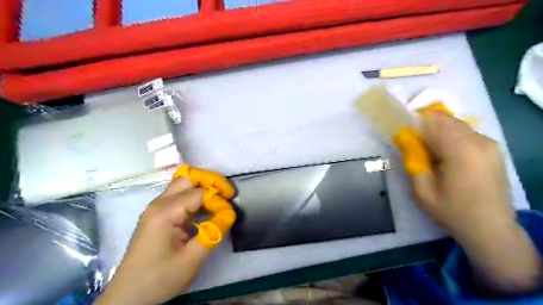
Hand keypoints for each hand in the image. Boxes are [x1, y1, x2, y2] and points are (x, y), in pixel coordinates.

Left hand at [95, 173, 232, 303]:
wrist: (129, 295)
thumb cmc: (159, 278)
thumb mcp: (192, 259)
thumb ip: (213, 233)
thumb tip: (230, 213)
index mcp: (165, 212)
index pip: (200, 193)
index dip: (219, 201)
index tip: (229, 215)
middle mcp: (159, 203)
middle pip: (189, 177)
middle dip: (212, 181)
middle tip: (228, 194)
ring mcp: (157, 207)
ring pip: (184, 183)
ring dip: (204, 187)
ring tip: (220, 199)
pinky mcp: (159, 213)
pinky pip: (180, 195)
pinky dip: (196, 196)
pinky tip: (206, 209)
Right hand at [398, 112, 539, 290]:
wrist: (490, 228)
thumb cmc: (452, 211)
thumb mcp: (422, 191)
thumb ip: (412, 161)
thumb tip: (404, 139)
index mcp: (461, 151)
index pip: (432, 122)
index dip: (413, 125)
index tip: (403, 138)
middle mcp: (479, 141)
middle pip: (444, 120)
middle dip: (425, 128)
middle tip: (415, 148)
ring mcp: (489, 144)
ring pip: (455, 125)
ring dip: (437, 133)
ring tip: (429, 154)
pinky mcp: (493, 149)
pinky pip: (465, 133)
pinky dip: (450, 138)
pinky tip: (445, 157)